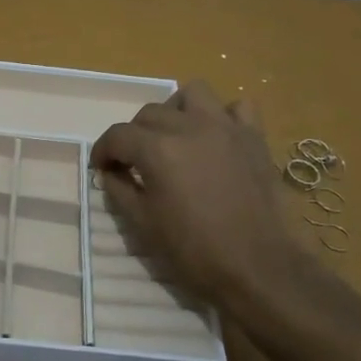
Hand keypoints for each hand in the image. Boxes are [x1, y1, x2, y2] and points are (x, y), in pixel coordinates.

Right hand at [91, 81, 301, 306]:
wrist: (258, 267)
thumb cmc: (195, 251)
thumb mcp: (144, 225)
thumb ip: (120, 190)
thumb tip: (110, 172)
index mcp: (158, 150)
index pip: (118, 135)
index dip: (103, 151)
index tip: (102, 168)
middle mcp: (190, 127)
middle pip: (150, 113)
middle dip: (135, 135)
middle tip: (136, 162)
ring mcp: (226, 128)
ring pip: (193, 93)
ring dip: (176, 110)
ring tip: (174, 136)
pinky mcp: (254, 137)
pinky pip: (238, 107)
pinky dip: (223, 115)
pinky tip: (216, 137)